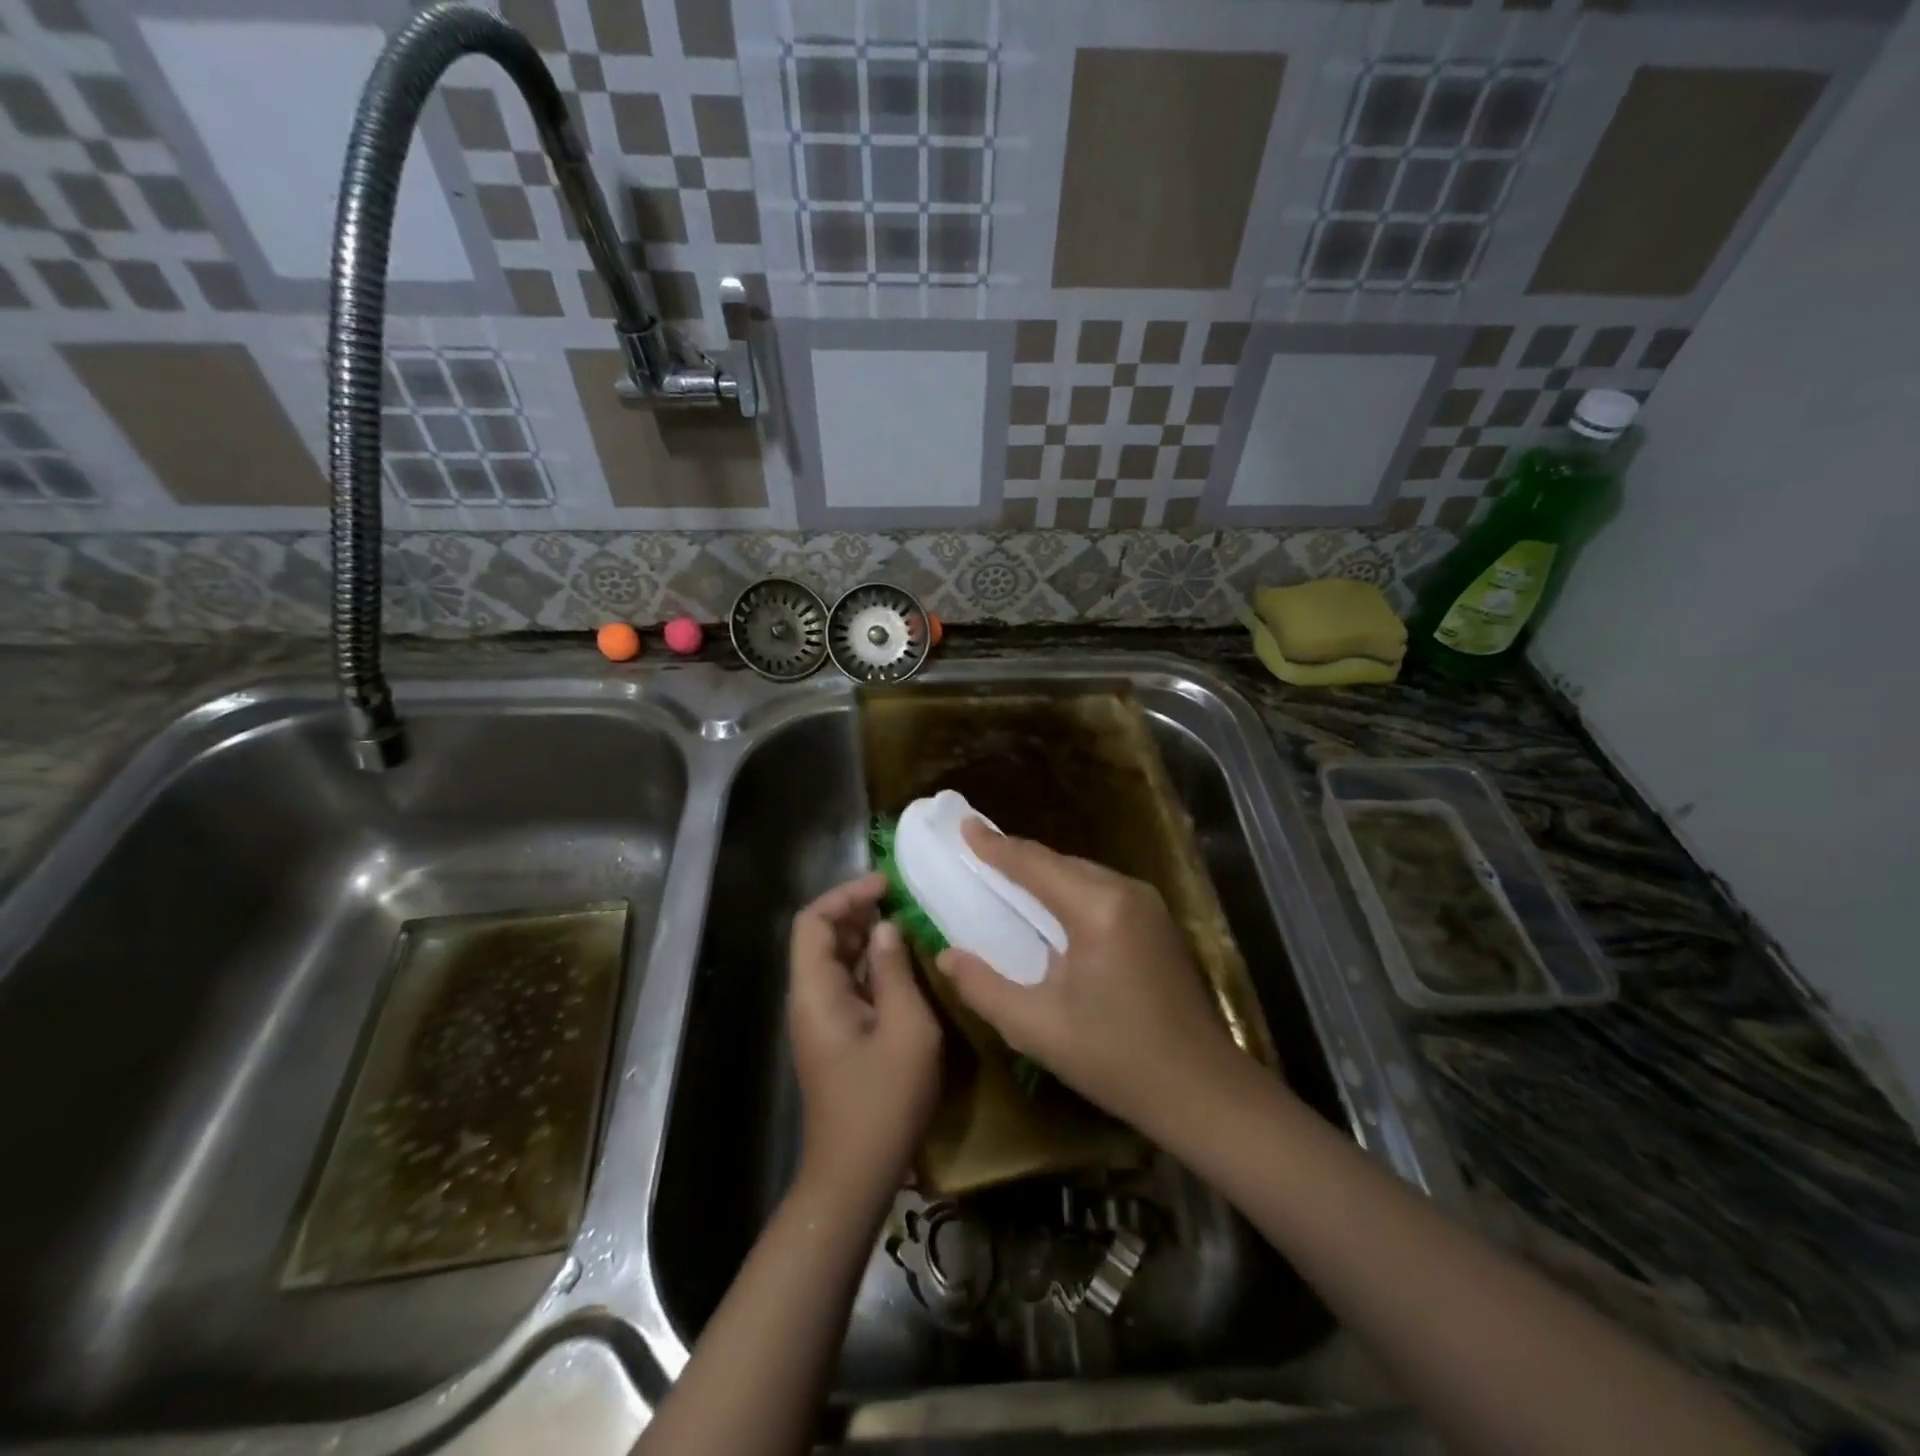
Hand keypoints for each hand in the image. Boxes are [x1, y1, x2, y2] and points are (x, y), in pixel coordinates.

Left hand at [787, 873, 941, 1209]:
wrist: (854, 1176)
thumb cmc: (883, 1101)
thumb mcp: (905, 1029)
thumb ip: (895, 971)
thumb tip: (886, 927)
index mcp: (815, 992)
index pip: (812, 922)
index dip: (846, 895)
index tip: (886, 885)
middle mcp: (809, 999)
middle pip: (821, 937)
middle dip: (858, 911)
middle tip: (903, 901)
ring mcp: (821, 1019)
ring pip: (836, 960)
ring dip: (867, 937)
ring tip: (908, 923)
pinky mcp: (835, 1036)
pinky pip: (848, 985)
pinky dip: (872, 965)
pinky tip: (904, 965)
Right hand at [935, 821, 1243, 1138]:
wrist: (1202, 1090)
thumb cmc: (1115, 1059)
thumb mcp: (1037, 1029)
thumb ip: (983, 988)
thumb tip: (946, 956)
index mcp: (1097, 910)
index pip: (1035, 864)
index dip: (996, 846)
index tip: (964, 825)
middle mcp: (1126, 892)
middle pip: (1060, 863)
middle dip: (1018, 857)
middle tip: (977, 852)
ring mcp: (1148, 905)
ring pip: (1082, 874)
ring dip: (1044, 874)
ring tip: (1004, 875)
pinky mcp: (1158, 922)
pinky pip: (1101, 890)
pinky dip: (1068, 890)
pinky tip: (1049, 907)